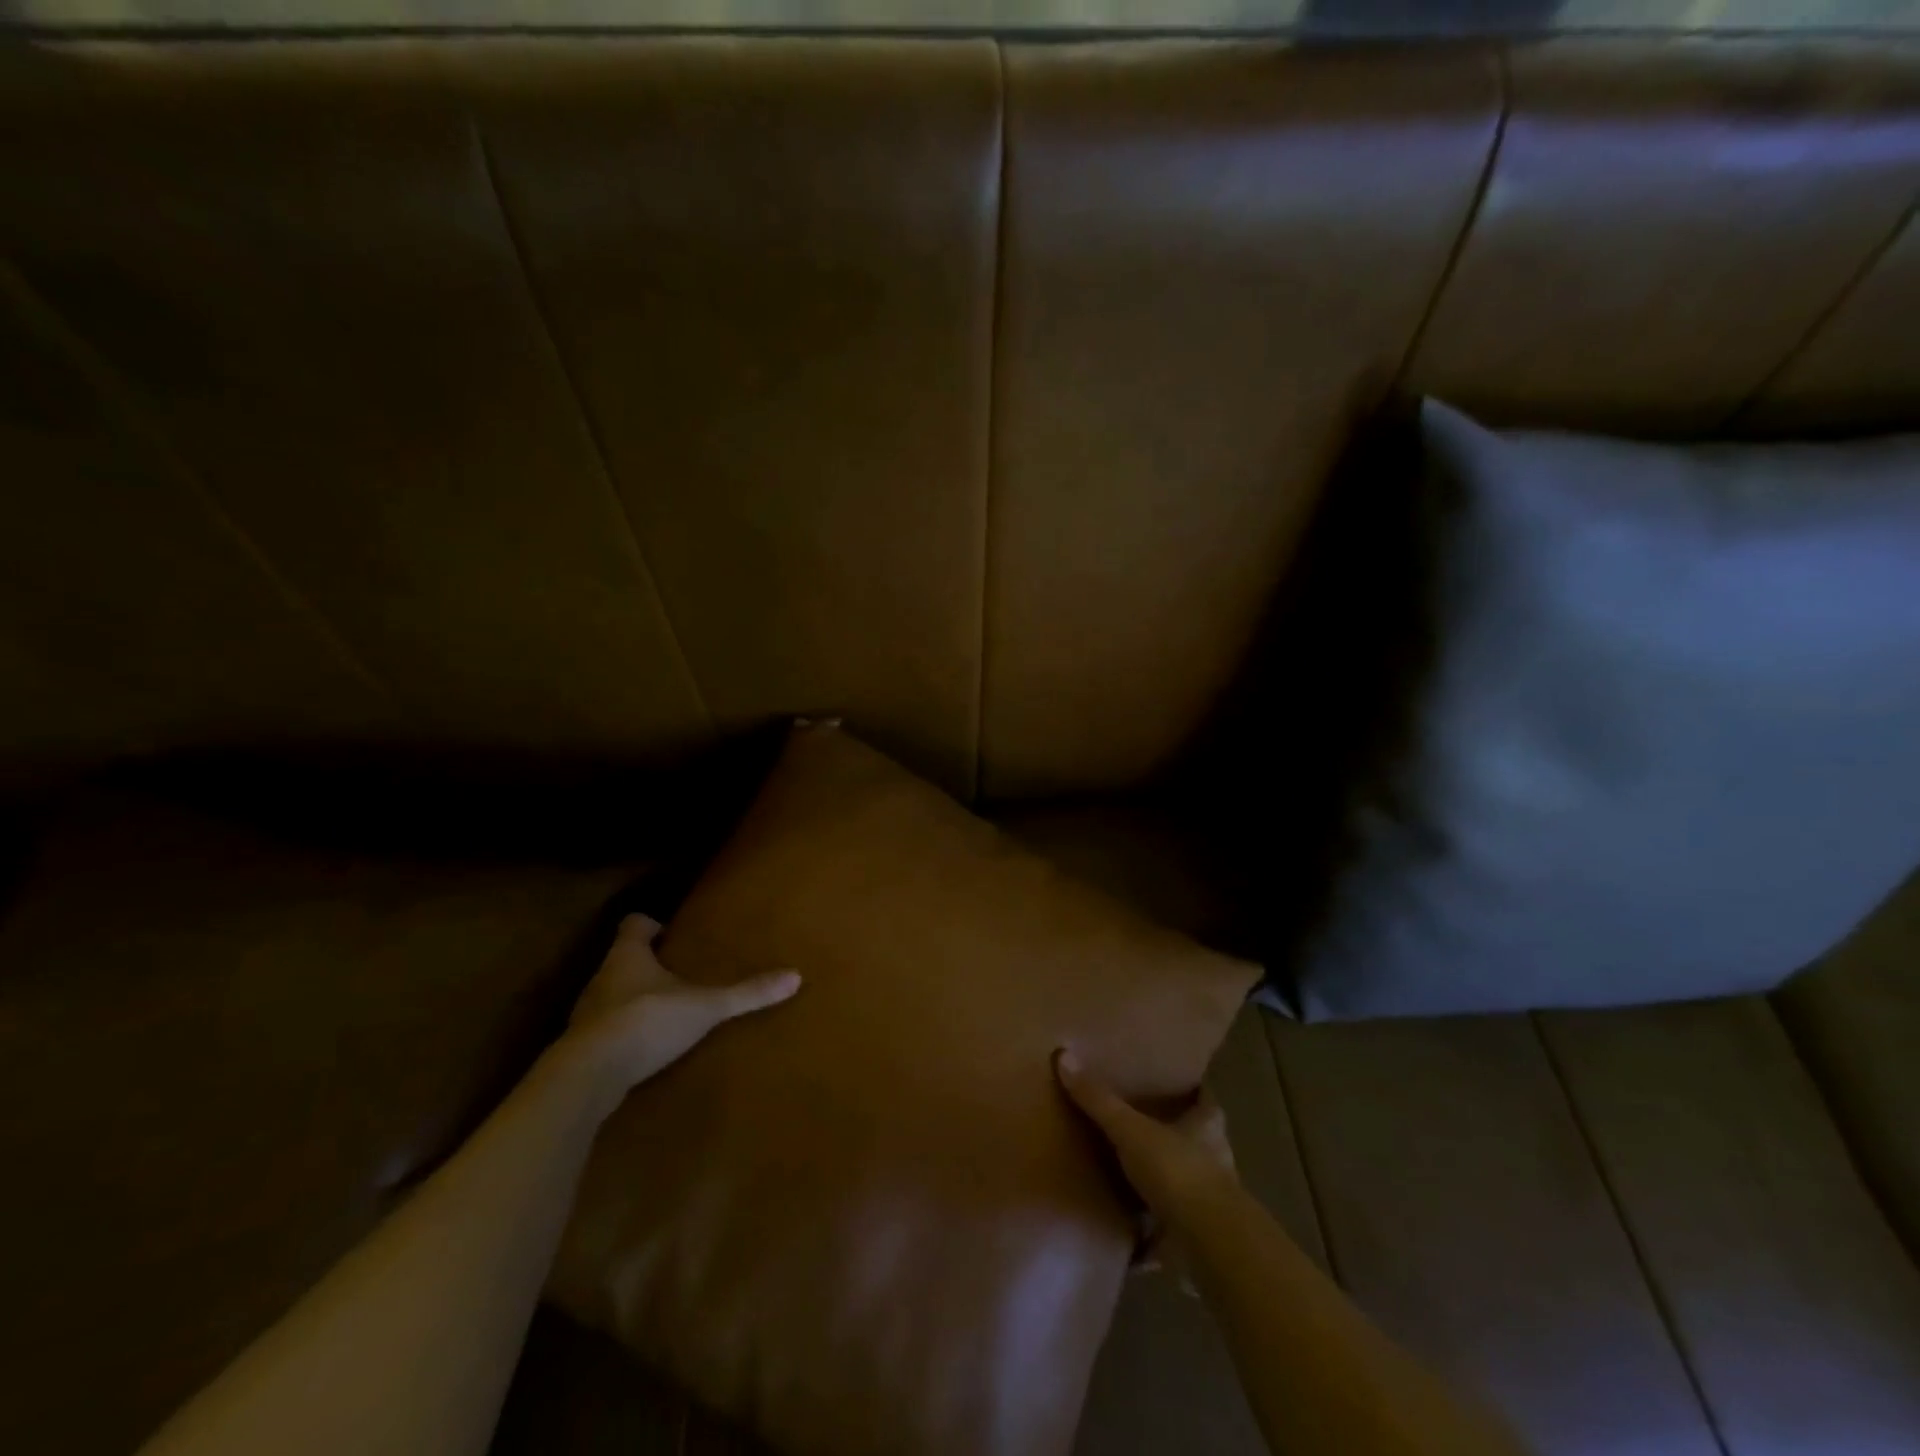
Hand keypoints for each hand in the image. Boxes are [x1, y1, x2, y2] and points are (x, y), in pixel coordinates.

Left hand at [561, 913, 799, 1101]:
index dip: (650, 925)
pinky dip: (621, 1034)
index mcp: (628, 956)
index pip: (633, 924)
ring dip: (632, 1000)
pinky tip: (642, 1049)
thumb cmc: (647, 1021)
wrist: (588, 1076)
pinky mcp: (581, 1048)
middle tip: (674, 972)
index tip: (668, 933)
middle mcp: (603, 977)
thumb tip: (795, 976)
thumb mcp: (705, 1006)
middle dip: (645, 965)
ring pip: (610, 995)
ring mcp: (586, 1014)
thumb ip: (746, 993)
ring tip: (663, 1011)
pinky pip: (603, 1031)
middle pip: (621, 960)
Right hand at [1055, 1048, 1237, 1280]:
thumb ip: (1099, 1100)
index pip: (1206, 1100)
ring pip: (1184, 1184)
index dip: (1194, 1090)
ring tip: (1129, 1174)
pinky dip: (1151, 1232)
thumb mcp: (1131, 1130)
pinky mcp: (1195, 1239)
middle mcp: (1214, 1161)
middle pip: (1196, 1141)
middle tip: (1141, 1124)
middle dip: (1174, 1136)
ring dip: (1163, 1182)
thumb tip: (1064, 1056)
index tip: (1177, 1081)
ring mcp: (1206, 1203)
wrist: (1207, 1244)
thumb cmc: (1177, 1171)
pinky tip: (1127, 1231)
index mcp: (1206, 1128)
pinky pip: (1169, 1229)